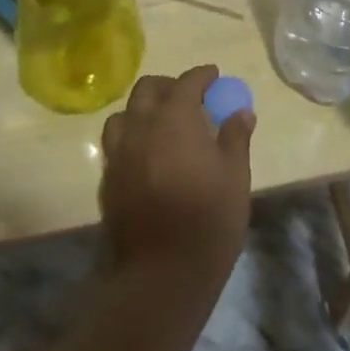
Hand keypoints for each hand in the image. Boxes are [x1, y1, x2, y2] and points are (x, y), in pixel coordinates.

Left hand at [99, 65, 254, 294]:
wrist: (161, 275)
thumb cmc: (208, 220)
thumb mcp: (235, 176)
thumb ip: (235, 137)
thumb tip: (241, 111)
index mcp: (174, 118)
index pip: (187, 82)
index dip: (202, 76)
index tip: (214, 77)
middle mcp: (141, 126)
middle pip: (148, 89)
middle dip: (168, 86)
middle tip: (188, 98)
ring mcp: (119, 153)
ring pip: (124, 114)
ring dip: (143, 110)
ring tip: (161, 124)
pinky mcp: (108, 179)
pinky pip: (116, 144)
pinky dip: (131, 138)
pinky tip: (146, 155)